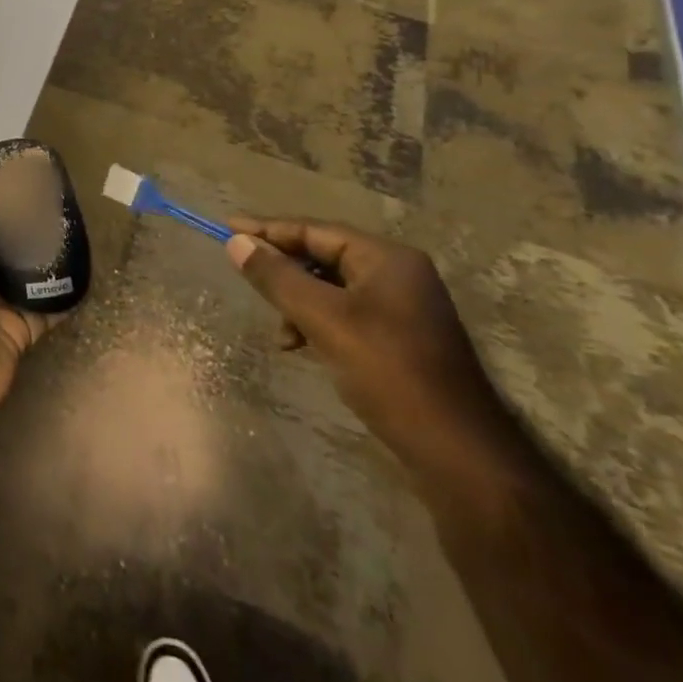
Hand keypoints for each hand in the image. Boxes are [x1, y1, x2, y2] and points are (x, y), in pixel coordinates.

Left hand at [0, 198, 56, 445]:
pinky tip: (88, 272)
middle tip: (61, 207)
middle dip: (27, 231)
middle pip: (3, 250)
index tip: (27, 189)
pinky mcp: (20, 332)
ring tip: (79, 232)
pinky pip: (46, 308)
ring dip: (48, 259)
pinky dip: (64, 295)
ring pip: (26, 276)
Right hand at [226, 219, 520, 480]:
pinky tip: (303, 345)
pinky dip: (317, 322)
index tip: (225, 228)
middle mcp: (397, 273)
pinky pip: (345, 313)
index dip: (267, 229)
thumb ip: (277, 278)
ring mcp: (402, 307)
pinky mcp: (400, 338)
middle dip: (283, 270)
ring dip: (298, 302)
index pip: (314, 230)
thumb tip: (237, 243)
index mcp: (386, 258)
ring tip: (281, 333)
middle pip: (323, 256)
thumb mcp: (323, 320)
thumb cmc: (389, 372)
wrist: (457, 452)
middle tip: (244, 276)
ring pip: (331, 287)